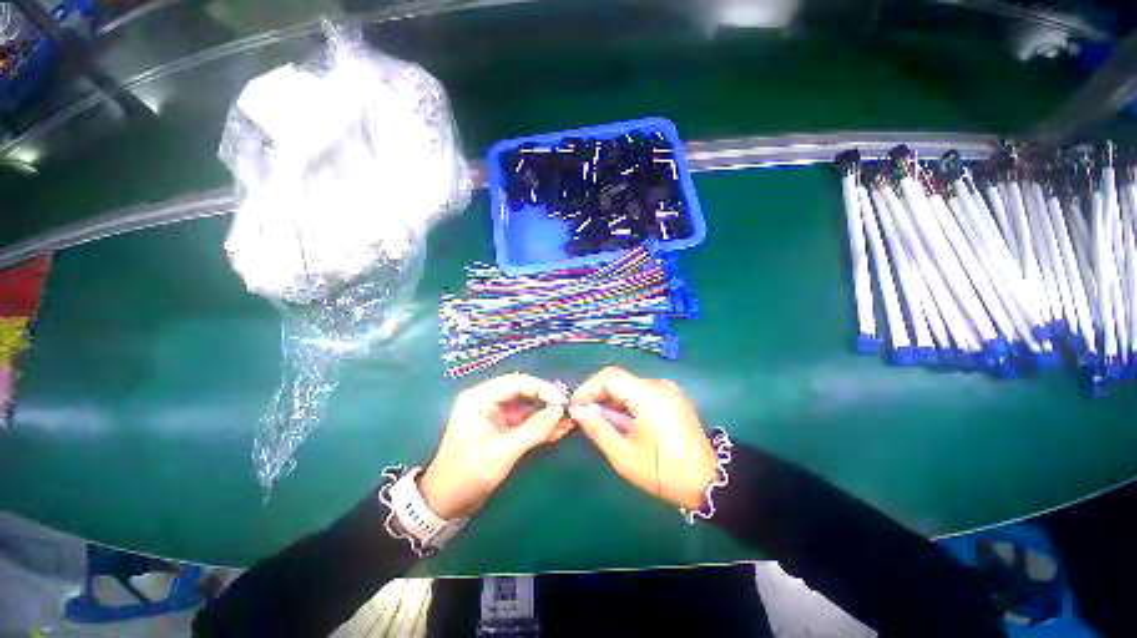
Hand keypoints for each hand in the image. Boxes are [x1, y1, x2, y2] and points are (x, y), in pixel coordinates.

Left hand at [419, 373, 568, 518]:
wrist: (447, 503)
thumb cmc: (468, 474)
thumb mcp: (503, 452)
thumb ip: (533, 429)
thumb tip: (560, 411)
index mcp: (479, 397)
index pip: (516, 382)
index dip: (541, 388)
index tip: (562, 400)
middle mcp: (488, 399)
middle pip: (523, 391)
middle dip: (546, 400)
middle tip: (568, 408)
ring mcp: (496, 413)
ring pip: (527, 406)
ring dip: (547, 413)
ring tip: (569, 420)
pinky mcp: (502, 427)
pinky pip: (525, 420)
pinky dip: (541, 425)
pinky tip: (559, 430)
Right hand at [569, 367, 717, 510]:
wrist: (709, 482)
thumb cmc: (664, 472)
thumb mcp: (623, 455)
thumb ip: (597, 428)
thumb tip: (577, 410)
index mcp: (648, 395)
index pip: (610, 376)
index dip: (588, 387)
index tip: (575, 406)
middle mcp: (658, 385)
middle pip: (619, 379)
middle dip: (598, 395)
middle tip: (584, 416)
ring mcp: (668, 389)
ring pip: (629, 385)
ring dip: (611, 399)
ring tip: (600, 421)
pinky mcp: (672, 397)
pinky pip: (642, 391)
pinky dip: (626, 402)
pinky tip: (621, 420)